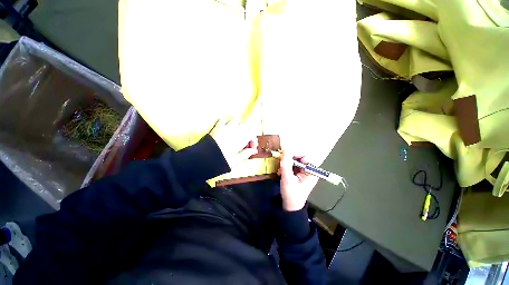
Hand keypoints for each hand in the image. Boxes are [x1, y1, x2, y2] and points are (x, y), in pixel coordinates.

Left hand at [210, 118, 257, 168]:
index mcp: (241, 138)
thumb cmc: (220, 160)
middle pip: (246, 126)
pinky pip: (224, 120)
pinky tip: (226, 128)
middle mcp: (235, 130)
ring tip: (237, 134)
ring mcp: (226, 127)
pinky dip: (227, 123)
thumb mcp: (236, 160)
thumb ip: (246, 154)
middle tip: (245, 142)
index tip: (251, 148)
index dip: (253, 141)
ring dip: (239, 126)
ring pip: (237, 120)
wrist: (204, 158)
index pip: (252, 134)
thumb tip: (253, 151)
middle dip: (248, 133)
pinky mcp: (217, 127)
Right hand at [278, 151, 319, 210]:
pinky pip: (291, 167)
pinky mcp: (298, 175)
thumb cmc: (291, 194)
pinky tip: (280, 173)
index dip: (295, 155)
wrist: (289, 207)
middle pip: (299, 159)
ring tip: (280, 171)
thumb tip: (286, 148)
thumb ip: (286, 163)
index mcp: (311, 172)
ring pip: (294, 162)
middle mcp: (309, 171)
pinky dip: (285, 168)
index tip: (285, 157)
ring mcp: (303, 173)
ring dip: (285, 165)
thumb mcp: (287, 178)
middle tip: (280, 164)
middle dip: (288, 161)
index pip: (305, 157)